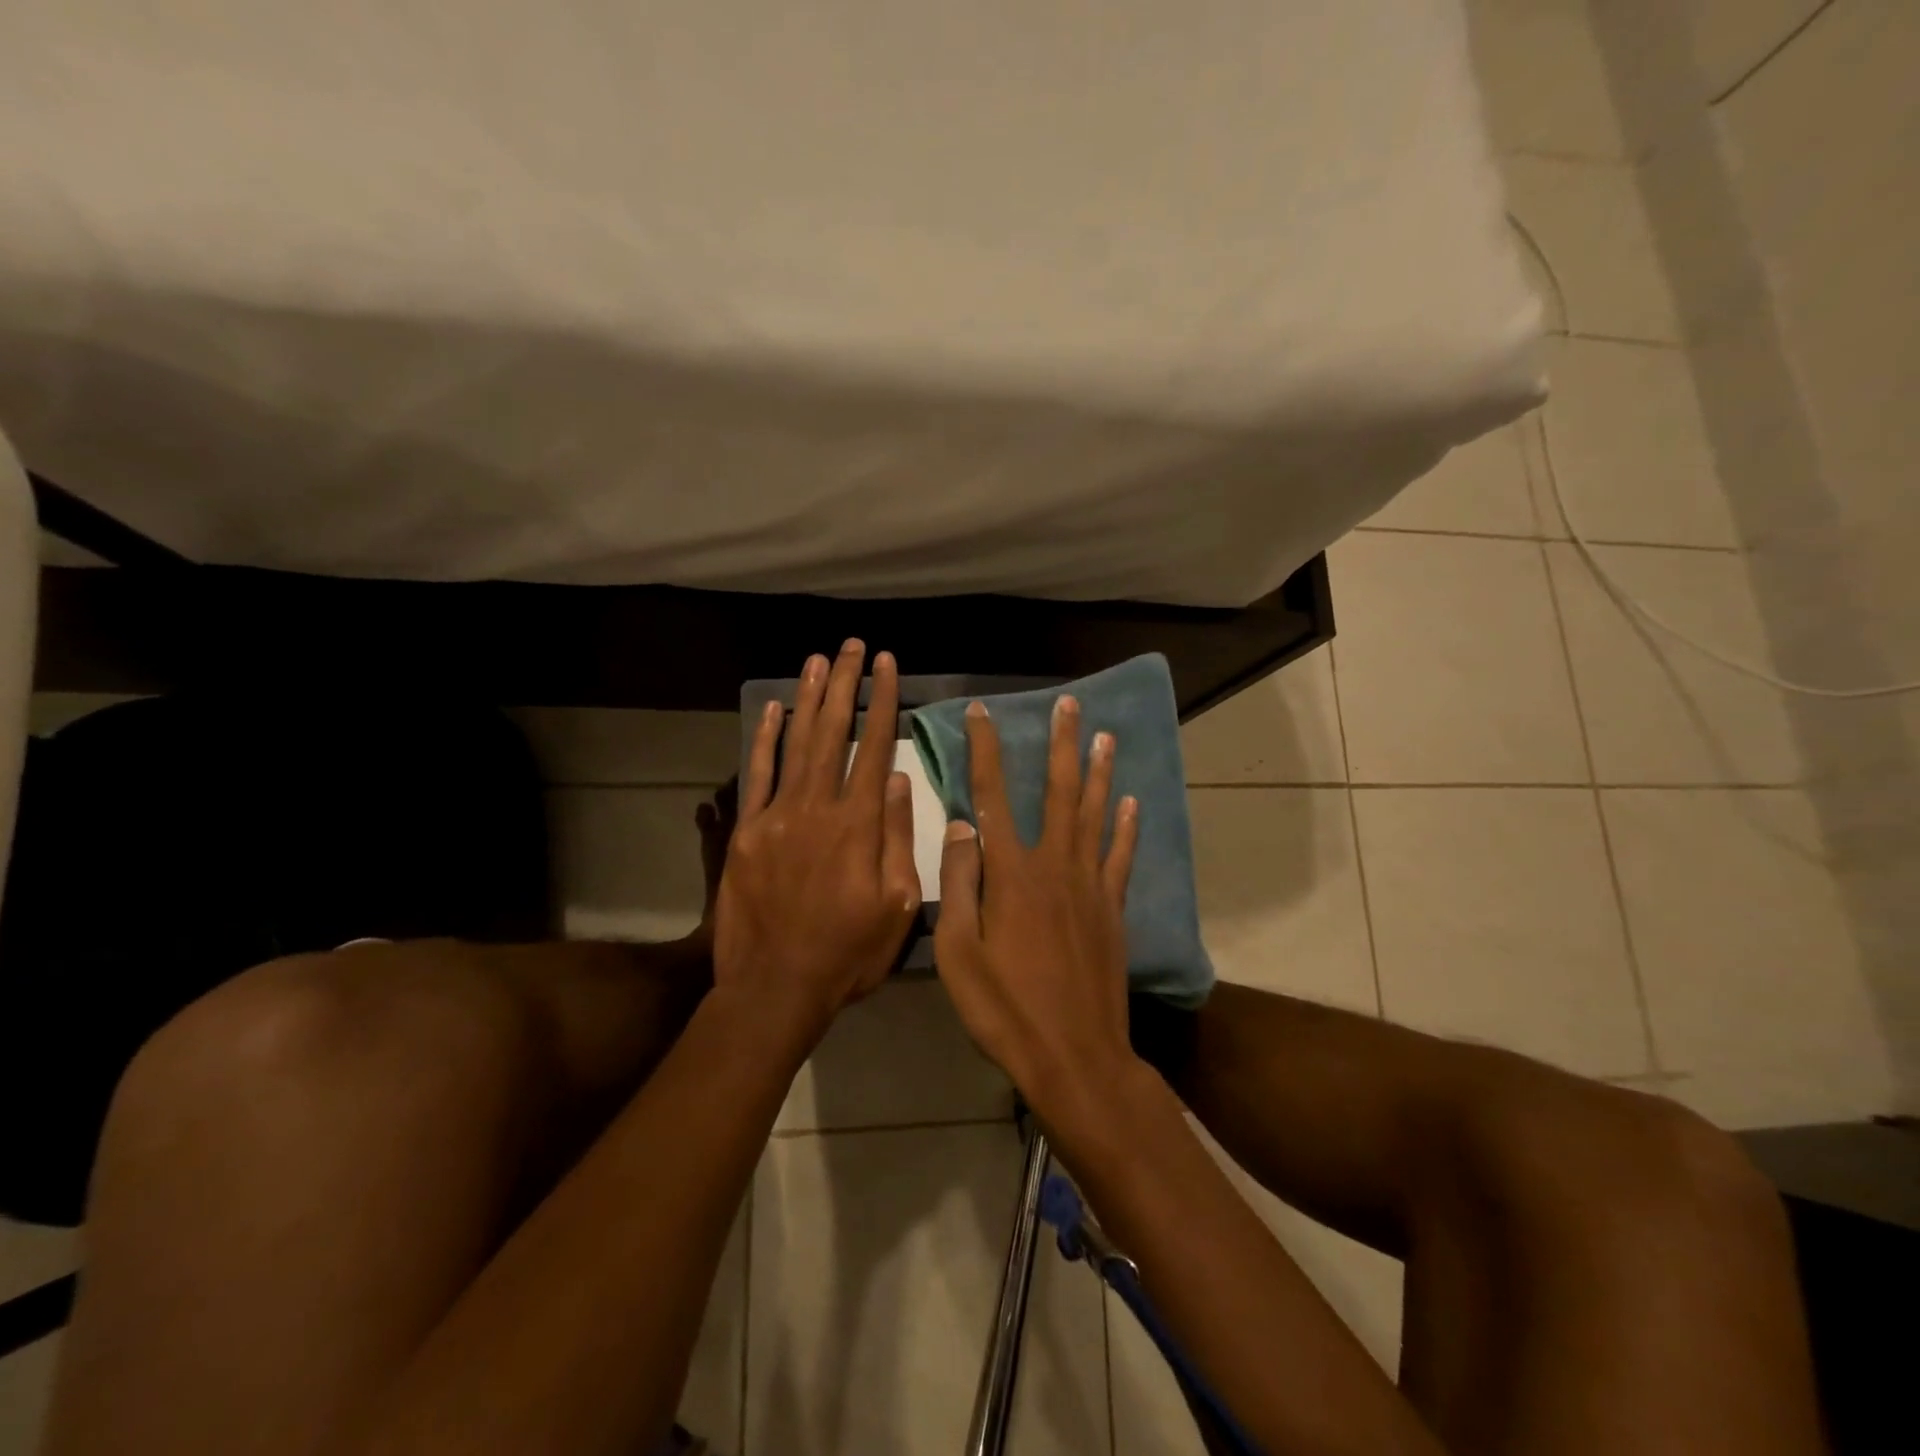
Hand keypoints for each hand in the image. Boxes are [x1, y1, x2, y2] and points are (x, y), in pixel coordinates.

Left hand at [712, 641, 920, 1041]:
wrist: (775, 987)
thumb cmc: (849, 953)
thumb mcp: (898, 906)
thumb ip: (899, 839)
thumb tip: (901, 781)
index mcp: (859, 825)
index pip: (875, 748)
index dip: (883, 702)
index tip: (888, 665)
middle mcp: (818, 807)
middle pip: (834, 733)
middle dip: (846, 685)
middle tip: (854, 646)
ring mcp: (777, 816)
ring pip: (797, 743)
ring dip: (810, 698)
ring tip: (820, 660)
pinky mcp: (747, 831)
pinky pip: (757, 775)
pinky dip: (766, 739)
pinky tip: (775, 708)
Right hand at [934, 693, 1141, 1118]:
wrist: (1075, 1057)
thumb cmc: (1005, 1009)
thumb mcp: (958, 952)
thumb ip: (959, 883)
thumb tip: (961, 824)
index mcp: (1011, 874)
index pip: (993, 795)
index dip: (986, 750)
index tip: (983, 713)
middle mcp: (1054, 866)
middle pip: (1058, 792)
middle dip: (1061, 744)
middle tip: (1070, 705)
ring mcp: (1090, 886)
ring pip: (1095, 815)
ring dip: (1099, 772)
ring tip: (1106, 736)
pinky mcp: (1112, 910)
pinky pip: (1121, 857)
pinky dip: (1126, 828)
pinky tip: (1131, 803)